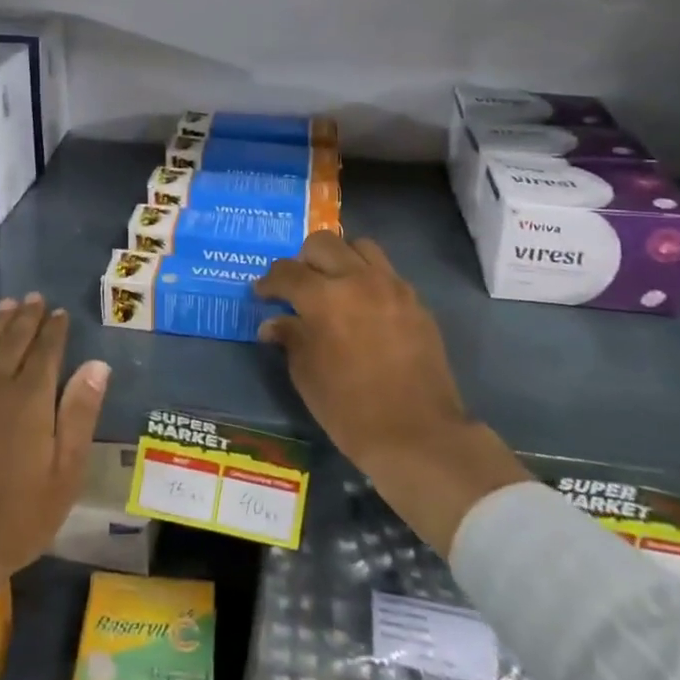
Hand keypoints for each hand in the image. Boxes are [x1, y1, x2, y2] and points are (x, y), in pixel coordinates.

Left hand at [0, 294, 109, 657]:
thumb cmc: (13, 517)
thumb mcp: (64, 475)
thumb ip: (80, 415)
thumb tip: (97, 364)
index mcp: (30, 397)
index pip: (46, 349)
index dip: (55, 329)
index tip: (60, 313)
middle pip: (13, 338)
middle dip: (27, 316)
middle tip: (36, 299)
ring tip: (8, 304)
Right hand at [256, 233, 529, 552]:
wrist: (417, 435)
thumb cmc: (349, 409)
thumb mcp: (306, 374)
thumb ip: (290, 337)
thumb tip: (274, 322)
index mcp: (323, 297)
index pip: (287, 271)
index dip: (269, 281)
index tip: (262, 293)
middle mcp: (357, 279)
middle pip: (323, 243)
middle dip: (303, 260)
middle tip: (297, 285)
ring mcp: (392, 287)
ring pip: (360, 247)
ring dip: (341, 259)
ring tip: (334, 285)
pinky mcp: (416, 302)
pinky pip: (387, 273)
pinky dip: (369, 279)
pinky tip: (364, 307)